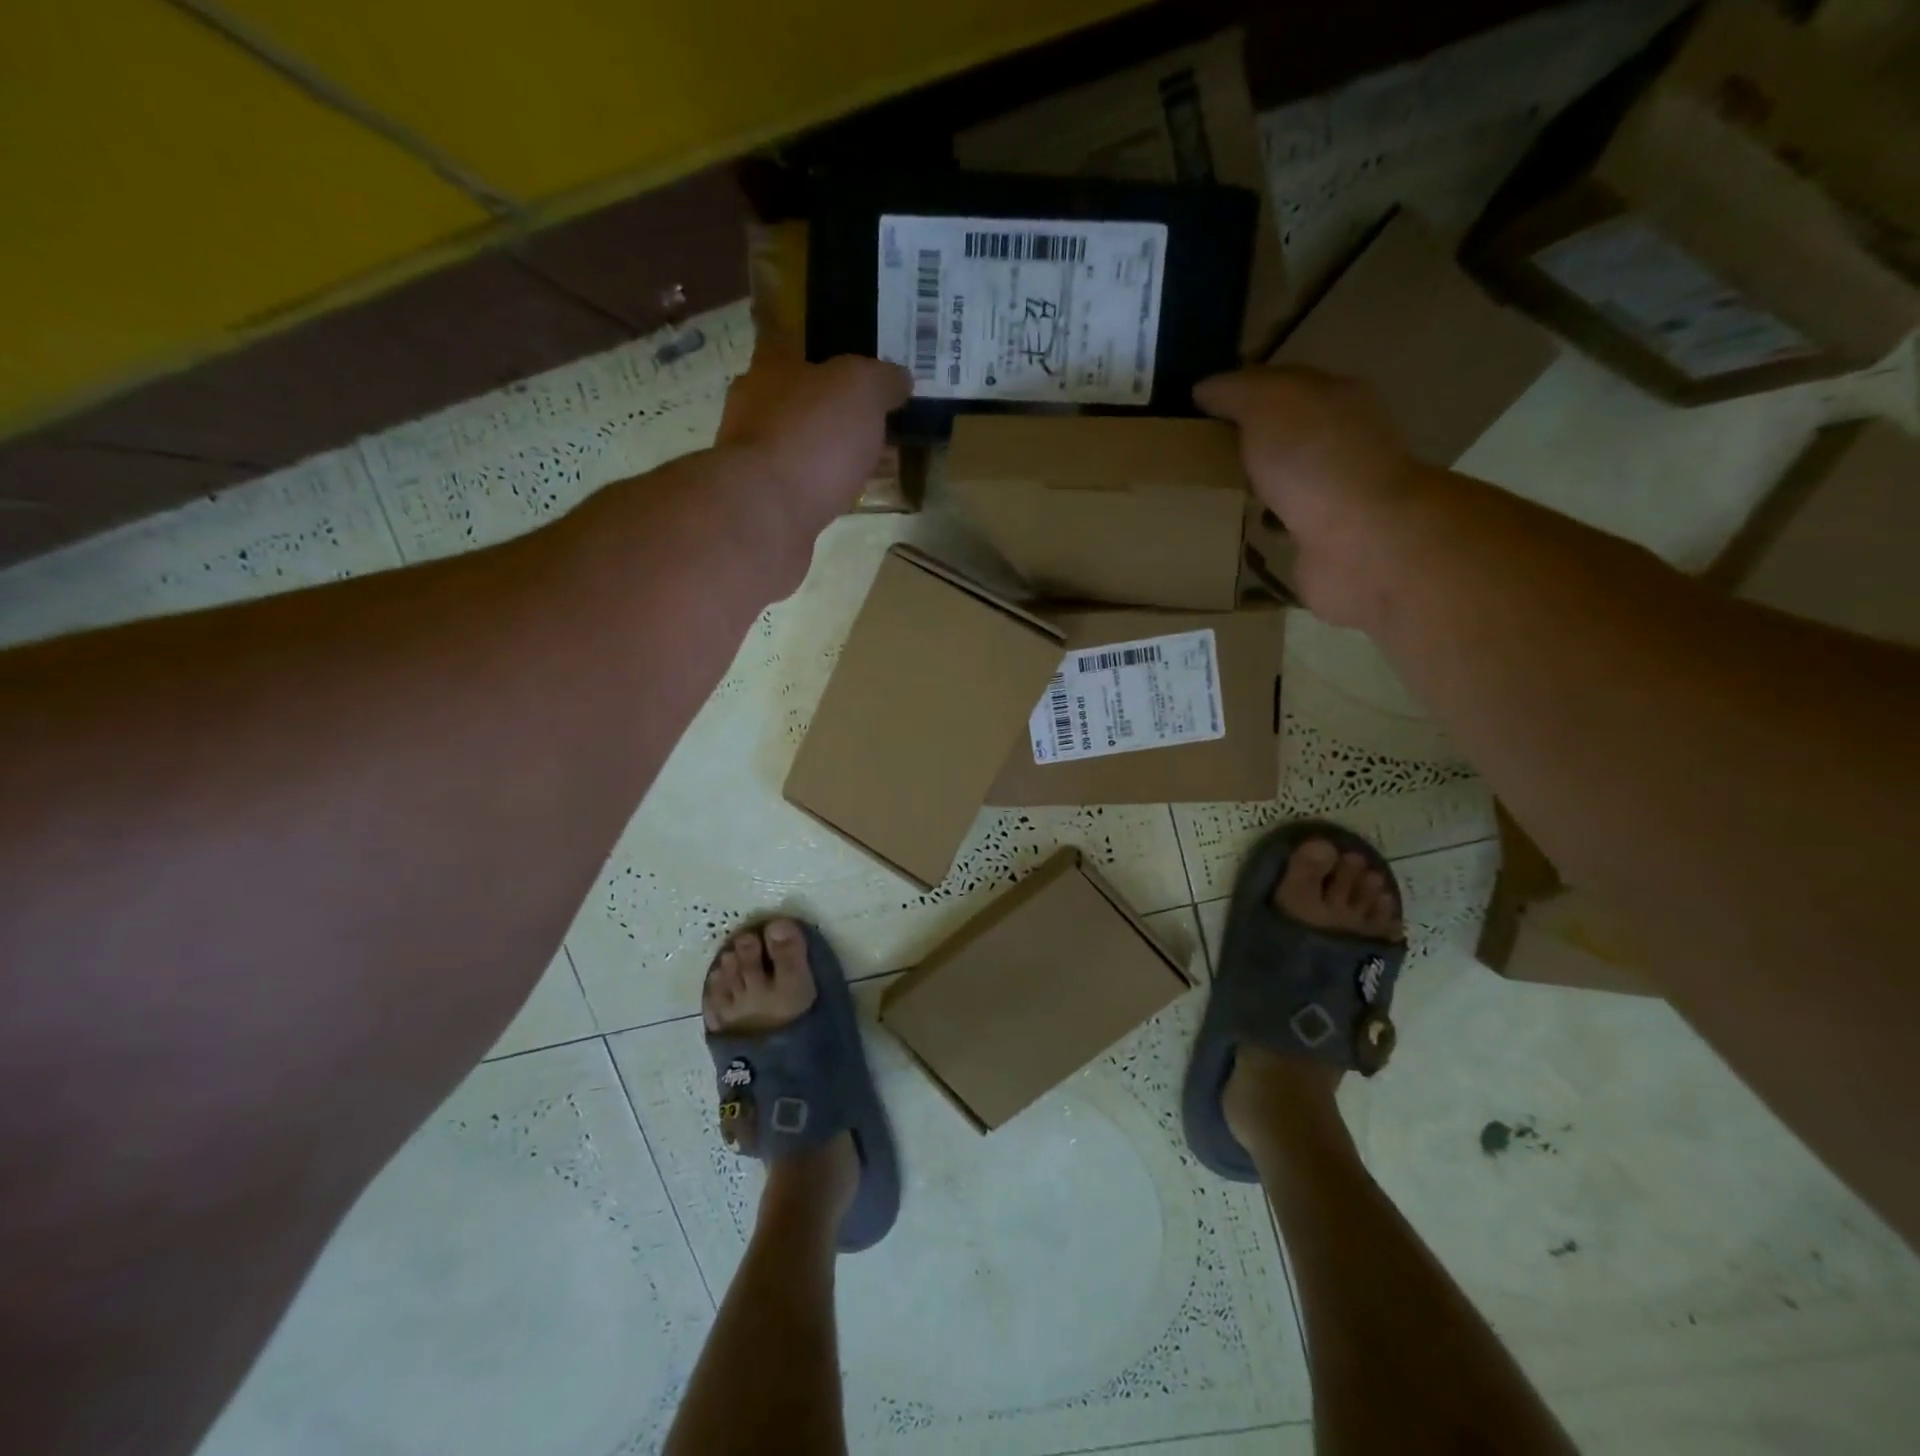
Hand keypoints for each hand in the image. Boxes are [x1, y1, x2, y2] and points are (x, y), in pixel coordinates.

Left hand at [717, 344, 910, 538]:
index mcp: (769, 368)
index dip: (826, 357)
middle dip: (828, 411)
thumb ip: (882, 378)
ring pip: (796, 447)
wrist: (767, 514)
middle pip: (794, 401)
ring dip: (824, 455)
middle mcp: (752, 409)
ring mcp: (751, 459)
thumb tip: (900, 378)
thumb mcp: (861, 389)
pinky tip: (844, 498)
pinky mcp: (760, 503)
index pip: (791, 346)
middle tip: (869, 425)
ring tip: (863, 467)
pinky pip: (798, 487)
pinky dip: (820, 489)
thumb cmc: (812, 436)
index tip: (857, 375)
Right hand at [1196, 368, 1426, 627]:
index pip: (1280, 384)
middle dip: (1244, 443)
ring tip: (1206, 495)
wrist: (1360, 539)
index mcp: (1334, 398)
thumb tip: (1204, 388)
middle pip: (1282, 434)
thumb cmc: (1314, 460)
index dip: (1238, 392)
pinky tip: (1233, 532)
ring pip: (1283, 482)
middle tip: (1192, 456)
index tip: (1194, 411)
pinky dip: (1262, 528)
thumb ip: (1237, 391)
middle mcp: (1340, 441)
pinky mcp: (1324, 540)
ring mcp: (1335, 493)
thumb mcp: (1269, 405)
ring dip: (1253, 487)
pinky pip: (1282, 526)